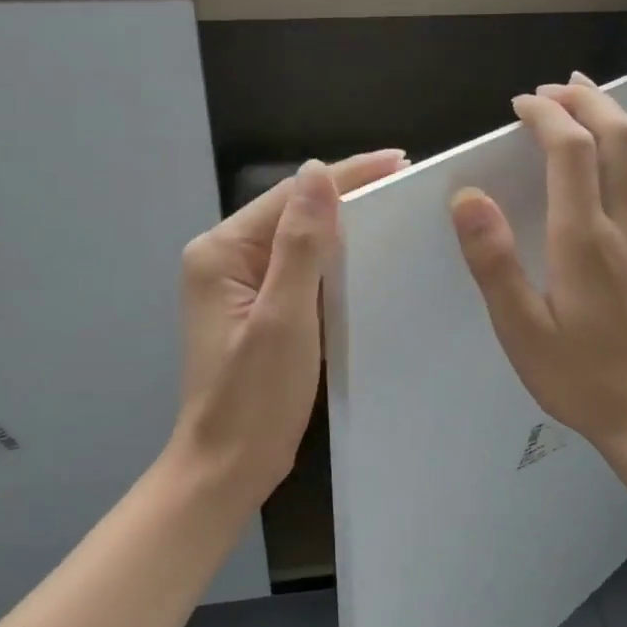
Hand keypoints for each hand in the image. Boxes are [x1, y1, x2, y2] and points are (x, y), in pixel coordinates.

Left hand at [172, 150, 406, 504]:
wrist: (228, 467)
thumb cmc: (255, 398)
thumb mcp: (284, 318)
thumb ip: (300, 244)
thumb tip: (317, 172)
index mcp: (220, 253)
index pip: (290, 197)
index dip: (345, 175)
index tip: (398, 160)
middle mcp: (223, 261)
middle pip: (290, 213)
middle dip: (345, 194)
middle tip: (406, 181)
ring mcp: (237, 287)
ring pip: (296, 241)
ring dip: (340, 225)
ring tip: (394, 209)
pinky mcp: (256, 310)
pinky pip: (297, 270)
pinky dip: (330, 260)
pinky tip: (363, 257)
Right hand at [450, 75, 626, 458]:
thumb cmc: (581, 377)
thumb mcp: (521, 329)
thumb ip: (494, 261)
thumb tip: (468, 197)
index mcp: (584, 238)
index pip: (571, 149)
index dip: (546, 115)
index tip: (520, 104)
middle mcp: (624, 224)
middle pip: (619, 134)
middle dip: (587, 99)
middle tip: (554, 88)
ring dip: (612, 116)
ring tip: (584, 101)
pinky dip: (626, 150)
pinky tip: (608, 163)